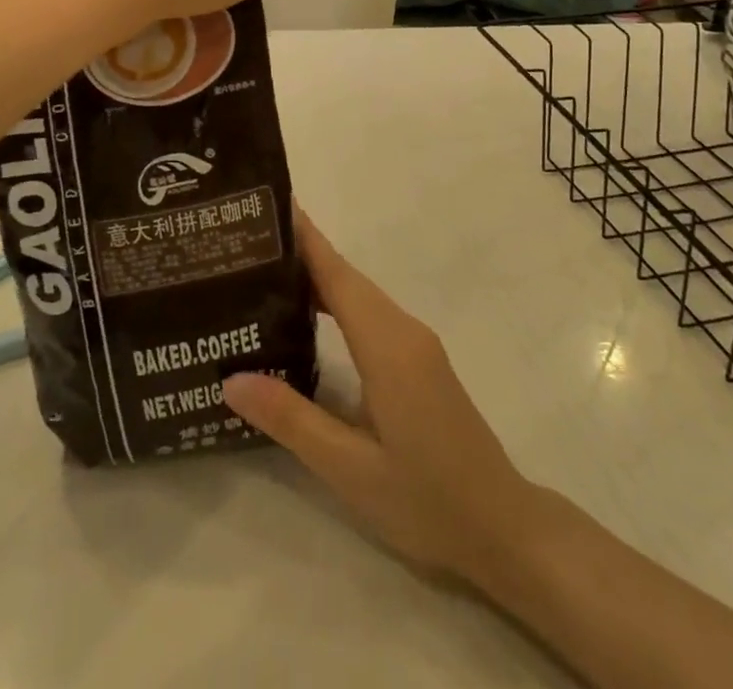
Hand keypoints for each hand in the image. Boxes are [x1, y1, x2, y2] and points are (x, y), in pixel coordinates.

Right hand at [223, 213, 538, 583]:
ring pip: (358, 294)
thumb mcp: (349, 468)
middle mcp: (403, 329)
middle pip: (345, 276)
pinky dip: (335, 302)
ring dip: (316, 276)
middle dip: (299, 251)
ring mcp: (415, 343)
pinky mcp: (418, 359)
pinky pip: (369, 314)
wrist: (501, 528)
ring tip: (262, 273)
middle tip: (245, 243)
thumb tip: (231, 379)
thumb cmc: (425, 499)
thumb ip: (291, 419)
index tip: (268, 204)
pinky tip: (306, 317)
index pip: (337, 274)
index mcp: (387, 344)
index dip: (304, 237)